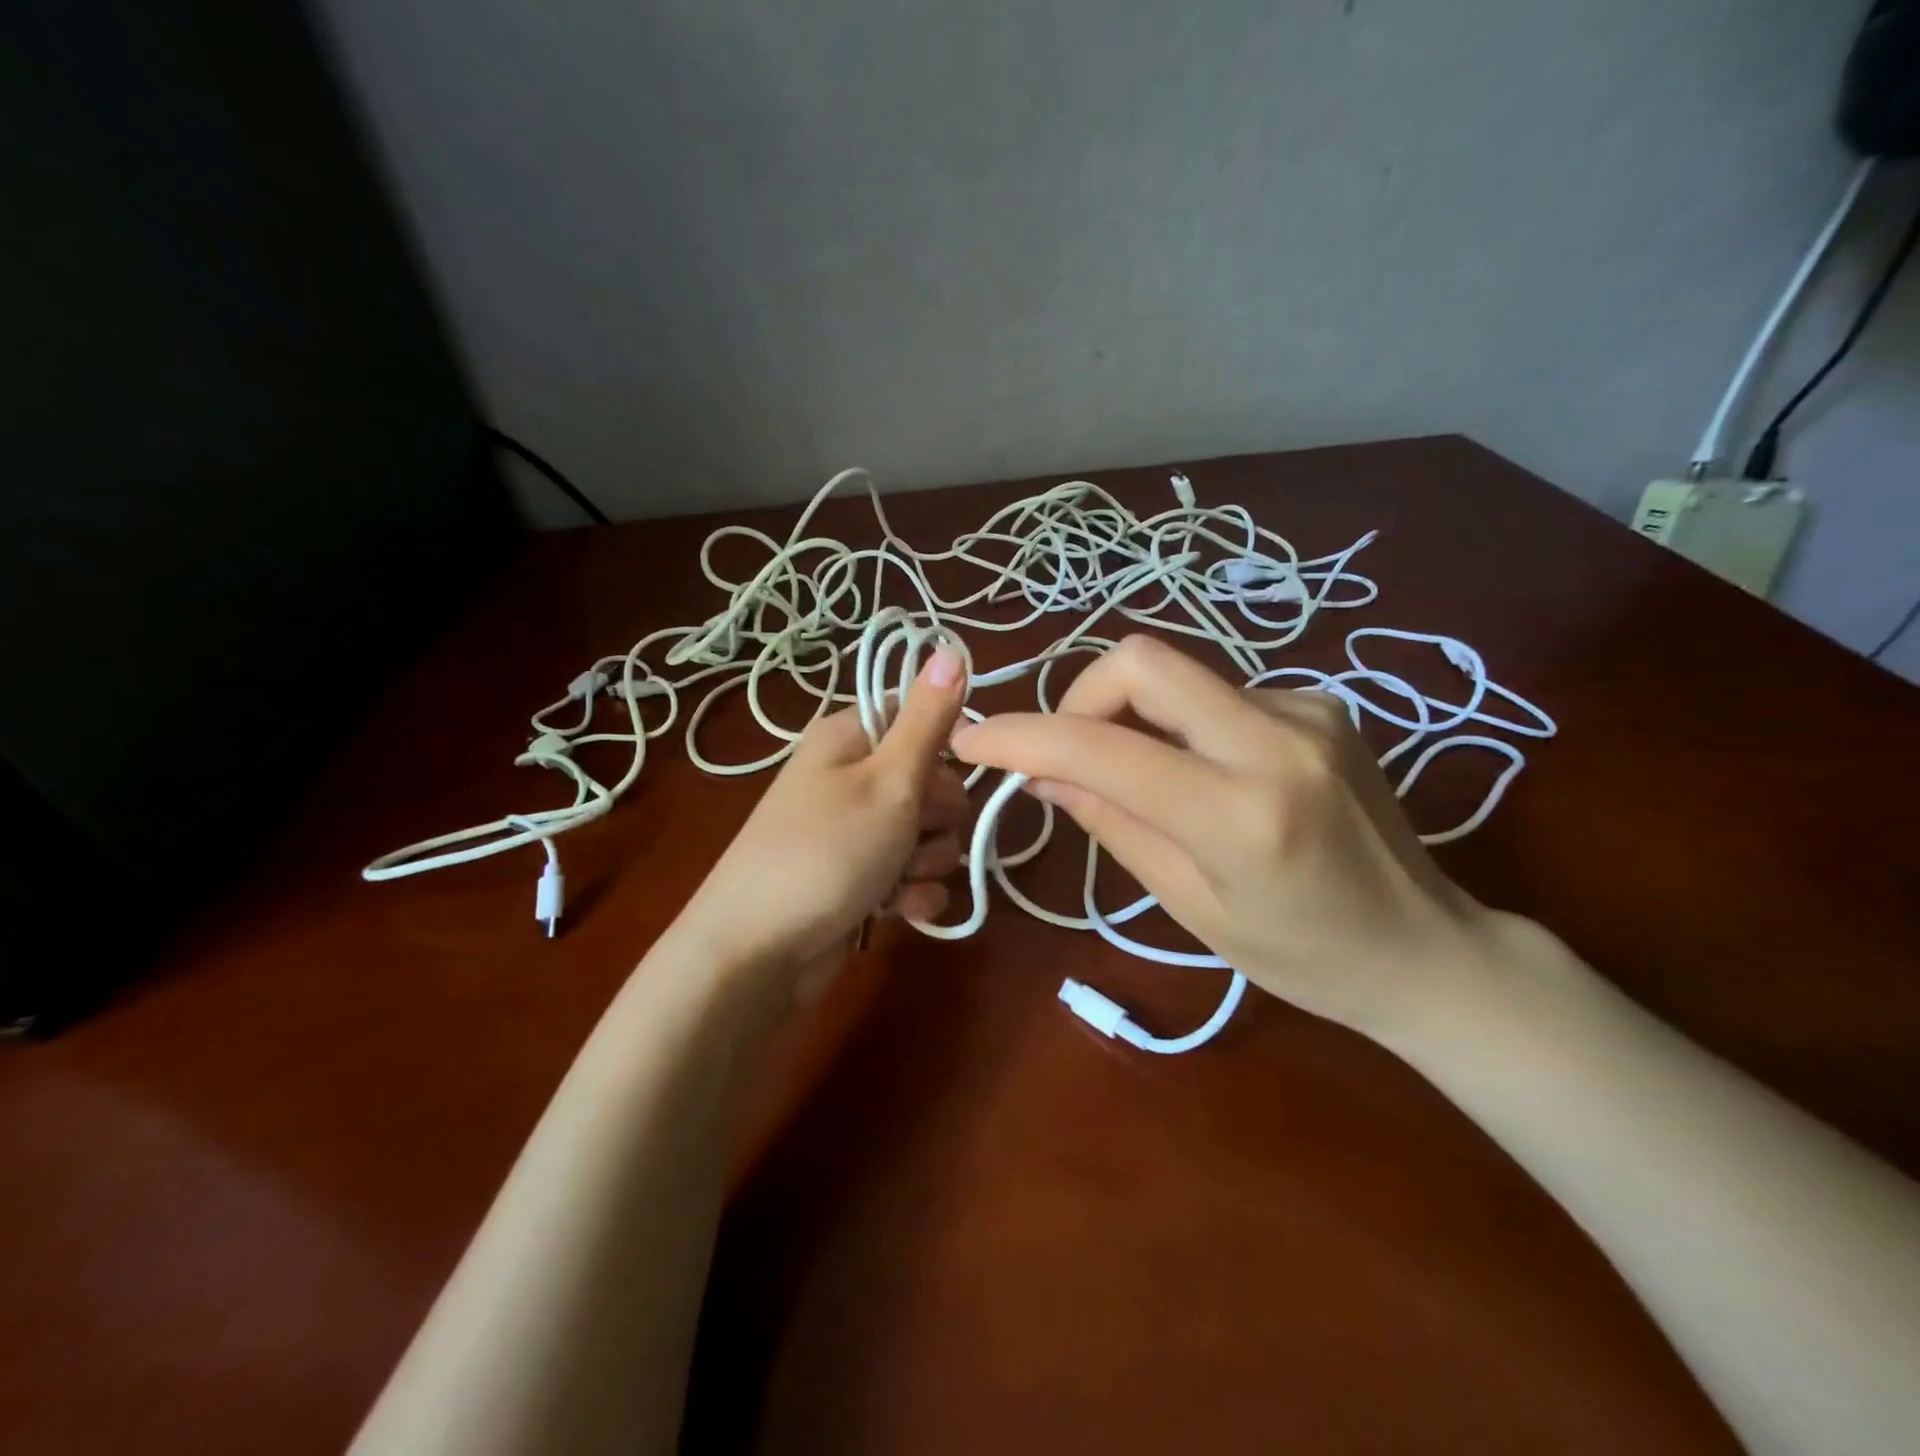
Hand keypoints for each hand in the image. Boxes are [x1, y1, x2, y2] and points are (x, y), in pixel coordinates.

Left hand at [676, 648, 969, 999]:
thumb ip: (928, 719)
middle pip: (934, 781)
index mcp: (851, 737)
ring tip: (897, 880)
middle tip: (911, 834)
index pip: (922, 718)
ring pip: (929, 832)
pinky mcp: (861, 876)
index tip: (947, 775)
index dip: (945, 749)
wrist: (757, 953)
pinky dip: (913, 892)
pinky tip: (899, 910)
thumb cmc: (826, 853)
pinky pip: (911, 873)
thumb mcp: (889, 780)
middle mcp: (852, 776)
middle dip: (938, 818)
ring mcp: (855, 829)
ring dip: (927, 861)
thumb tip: (951, 646)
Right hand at [950, 634, 1495, 1036]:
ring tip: (1146, 777)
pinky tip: (1210, 772)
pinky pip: (1219, 691)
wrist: (1427, 947)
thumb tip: (1041, 772)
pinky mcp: (1323, 701)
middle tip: (1071, 751)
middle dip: (1081, 696)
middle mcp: (1279, 740)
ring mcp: (1309, 709)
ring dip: (1135, 715)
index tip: (975, 740)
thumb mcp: (1190, 904)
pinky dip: (1186, 723)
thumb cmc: (1301, 956)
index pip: (1102, 748)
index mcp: (1241, 814)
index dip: (1022, 736)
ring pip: (1178, 674)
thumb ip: (1110, 823)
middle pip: (1142, 660)